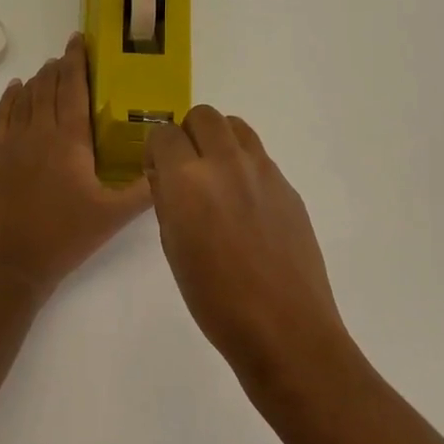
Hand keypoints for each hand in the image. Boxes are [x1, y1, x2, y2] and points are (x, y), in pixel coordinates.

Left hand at [0, 34, 153, 301]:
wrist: (13, 265)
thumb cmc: (67, 237)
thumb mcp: (114, 215)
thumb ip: (144, 189)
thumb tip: (168, 164)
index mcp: (69, 141)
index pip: (73, 88)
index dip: (77, 61)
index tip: (79, 40)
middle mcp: (38, 132)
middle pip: (47, 87)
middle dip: (58, 67)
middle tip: (69, 54)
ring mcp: (11, 143)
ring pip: (24, 98)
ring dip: (37, 80)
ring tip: (48, 68)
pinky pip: (0, 116)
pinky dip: (8, 99)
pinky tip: (14, 89)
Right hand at [144, 106, 353, 385]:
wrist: (284, 327)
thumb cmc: (214, 299)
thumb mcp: (173, 248)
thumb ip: (167, 200)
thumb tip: (167, 175)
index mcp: (187, 180)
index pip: (163, 133)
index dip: (157, 151)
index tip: (158, 172)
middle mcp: (226, 162)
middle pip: (203, 115)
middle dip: (188, 135)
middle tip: (187, 169)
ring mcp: (263, 170)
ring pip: (236, 126)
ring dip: (219, 141)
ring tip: (218, 178)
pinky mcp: (287, 185)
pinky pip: (259, 156)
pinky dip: (244, 165)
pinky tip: (247, 206)